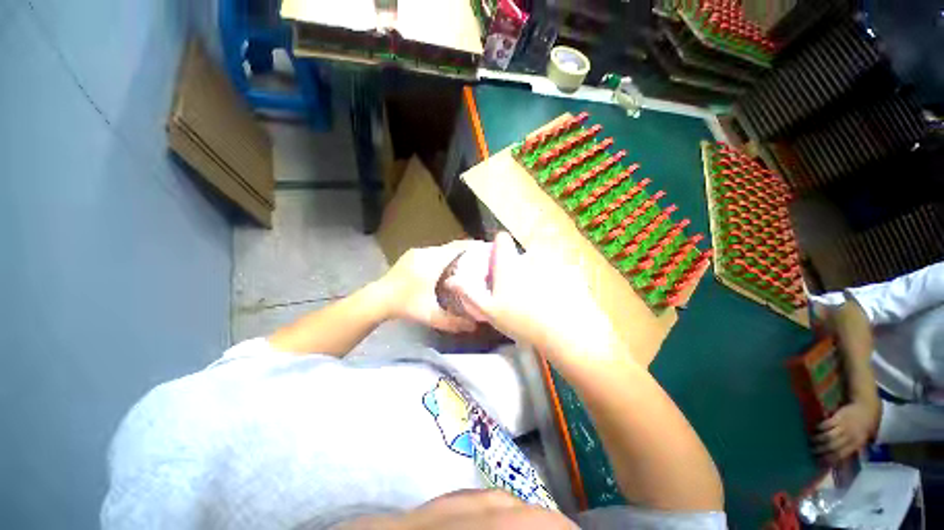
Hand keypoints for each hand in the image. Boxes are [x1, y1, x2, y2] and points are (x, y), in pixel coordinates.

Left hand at [378, 240, 484, 333]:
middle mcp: (426, 252)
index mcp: (432, 262)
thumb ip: (453, 322)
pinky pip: (434, 252)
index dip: (473, 246)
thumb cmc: (406, 305)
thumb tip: (474, 326)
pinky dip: (444, 256)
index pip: (458, 248)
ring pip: (442, 249)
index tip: (487, 248)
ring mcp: (417, 252)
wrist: (377, 299)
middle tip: (481, 259)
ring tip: (468, 264)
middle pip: (451, 247)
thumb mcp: (430, 316)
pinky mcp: (412, 255)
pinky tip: (448, 268)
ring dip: (455, 254)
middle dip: (466, 251)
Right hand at [447, 232, 630, 378]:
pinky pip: (560, 270)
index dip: (498, 249)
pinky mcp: (572, 271)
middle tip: (519, 291)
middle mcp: (531, 255)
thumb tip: (451, 280)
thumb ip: (469, 293)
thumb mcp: (490, 310)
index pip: (502, 238)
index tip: (499, 265)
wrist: (567, 333)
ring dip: (538, 273)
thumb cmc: (523, 321)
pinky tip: (558, 300)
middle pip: (521, 254)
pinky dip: (557, 280)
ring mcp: (554, 261)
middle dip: (518, 267)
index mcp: (510, 262)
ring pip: (541, 262)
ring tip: (540, 299)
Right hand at [814, 400, 880, 462]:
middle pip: (832, 446)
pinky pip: (826, 425)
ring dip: (818, 439)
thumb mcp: (863, 438)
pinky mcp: (838, 418)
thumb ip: (852, 446)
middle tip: (810, 451)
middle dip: (821, 449)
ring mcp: (844, 427)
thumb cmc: (864, 425)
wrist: (867, 408)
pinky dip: (819, 427)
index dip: (829, 459)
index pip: (841, 455)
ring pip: (828, 437)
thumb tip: (840, 456)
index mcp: (857, 444)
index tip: (819, 461)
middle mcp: (850, 437)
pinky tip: (814, 428)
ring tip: (809, 440)